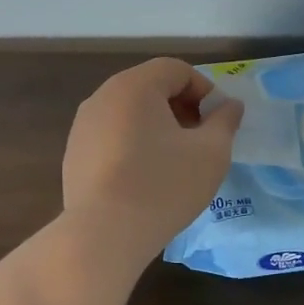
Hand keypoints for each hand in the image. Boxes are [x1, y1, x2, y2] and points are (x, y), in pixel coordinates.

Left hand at [62, 58, 243, 256]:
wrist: (104, 234)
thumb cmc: (164, 185)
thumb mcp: (212, 152)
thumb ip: (225, 121)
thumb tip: (229, 106)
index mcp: (135, 86)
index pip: (176, 69)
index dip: (204, 90)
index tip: (217, 123)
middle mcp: (103, 97)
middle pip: (150, 87)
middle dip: (181, 107)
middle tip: (200, 140)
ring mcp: (83, 126)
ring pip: (129, 113)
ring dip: (157, 127)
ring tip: (174, 161)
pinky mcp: (74, 155)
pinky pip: (111, 137)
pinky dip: (133, 145)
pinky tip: (145, 179)